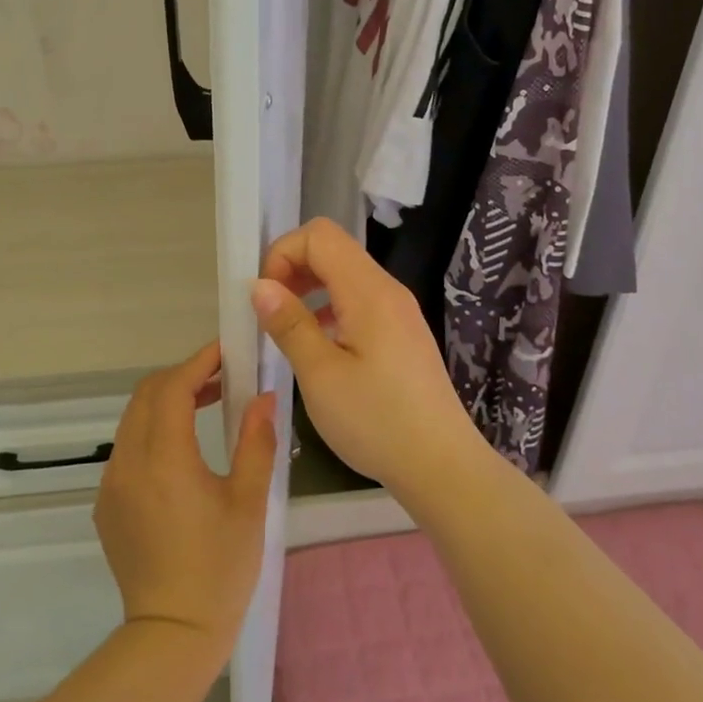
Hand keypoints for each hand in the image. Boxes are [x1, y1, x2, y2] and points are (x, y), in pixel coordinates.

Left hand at [93, 343, 276, 660]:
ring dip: (166, 402)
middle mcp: (129, 462)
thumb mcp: (249, 503)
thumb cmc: (220, 569)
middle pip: (147, 395)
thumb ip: (256, 442)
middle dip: (182, 376)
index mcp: (165, 460)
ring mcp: (112, 483)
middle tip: (222, 377)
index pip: (173, 388)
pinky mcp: (106, 503)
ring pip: (133, 419)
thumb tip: (264, 398)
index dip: (199, 362)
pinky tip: (182, 452)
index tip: (226, 351)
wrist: (172, 633)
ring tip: (207, 405)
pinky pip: (127, 448)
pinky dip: (152, 431)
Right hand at [252, 218, 482, 493]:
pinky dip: (331, 309)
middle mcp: (388, 290)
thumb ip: (289, 324)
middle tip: (271, 313)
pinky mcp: (403, 334)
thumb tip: (260, 285)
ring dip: (311, 289)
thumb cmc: (376, 421)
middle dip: (293, 268)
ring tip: (289, 330)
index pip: (319, 236)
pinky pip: (360, 301)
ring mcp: (400, 312)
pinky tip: (320, 347)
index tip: (266, 298)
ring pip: (346, 275)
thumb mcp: (320, 375)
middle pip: (334, 249)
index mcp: (369, 292)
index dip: (283, 254)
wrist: (441, 465)